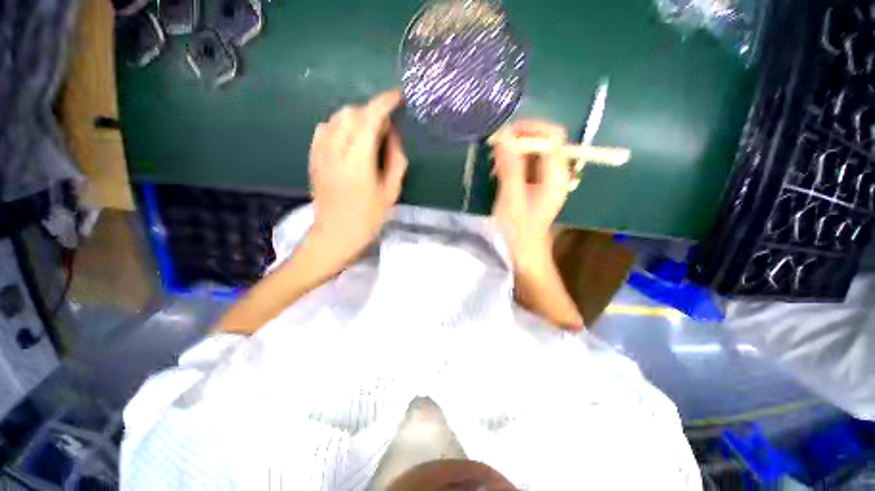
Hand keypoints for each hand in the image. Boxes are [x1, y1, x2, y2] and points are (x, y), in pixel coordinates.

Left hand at [308, 90, 407, 261]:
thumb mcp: (391, 192)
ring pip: (336, 117)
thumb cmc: (368, 218)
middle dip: (371, 111)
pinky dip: (339, 126)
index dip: (384, 103)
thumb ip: (395, 160)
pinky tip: (348, 139)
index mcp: (358, 160)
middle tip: (385, 127)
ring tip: (368, 133)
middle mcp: (336, 150)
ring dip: (355, 117)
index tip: (397, 97)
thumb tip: (392, 135)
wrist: (335, 234)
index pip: (370, 118)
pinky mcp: (313, 157)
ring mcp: (320, 152)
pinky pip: (324, 129)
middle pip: (351, 112)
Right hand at [490, 120, 571, 273]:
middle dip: (518, 140)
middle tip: (495, 151)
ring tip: (495, 165)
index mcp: (556, 174)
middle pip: (543, 141)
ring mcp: (549, 179)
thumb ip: (510, 167)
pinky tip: (499, 173)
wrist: (525, 251)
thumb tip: (504, 135)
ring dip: (514, 152)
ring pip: (534, 152)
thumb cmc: (518, 228)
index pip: (551, 135)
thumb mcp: (511, 197)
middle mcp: (557, 172)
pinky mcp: (539, 185)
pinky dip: (513, 163)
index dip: (528, 129)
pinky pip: (528, 164)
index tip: (503, 135)